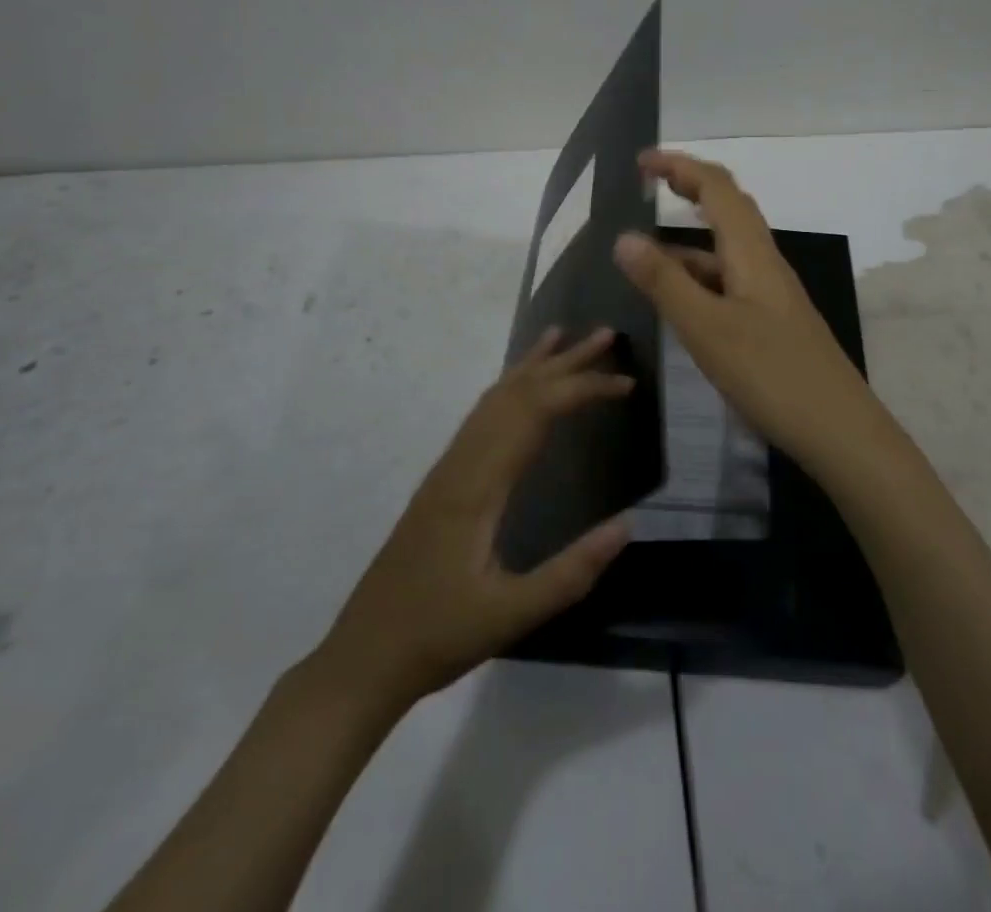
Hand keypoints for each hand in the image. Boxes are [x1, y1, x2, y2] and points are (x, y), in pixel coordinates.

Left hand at [316, 328, 633, 712]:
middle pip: (516, 391)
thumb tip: (627, 525)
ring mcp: (448, 467)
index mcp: (478, 483)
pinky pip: (482, 415)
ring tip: (564, 338)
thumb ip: (570, 573)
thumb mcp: (510, 616)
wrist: (363, 656)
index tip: (626, 382)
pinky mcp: (443, 480)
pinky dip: (510, 387)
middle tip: (606, 335)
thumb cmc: (438, 636)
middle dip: (564, 361)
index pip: (536, 411)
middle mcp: (462, 461)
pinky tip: (520, 389)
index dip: (583, 388)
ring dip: (534, 365)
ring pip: (494, 397)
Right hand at [613, 149, 885, 471]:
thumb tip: (624, 237)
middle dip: (689, 188)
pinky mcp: (773, 322)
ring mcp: (772, 294)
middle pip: (728, 209)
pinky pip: (730, 282)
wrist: (841, 431)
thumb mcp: (707, 329)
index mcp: (751, 253)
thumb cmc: (772, 375)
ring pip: (727, 249)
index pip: (717, 188)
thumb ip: (665, 283)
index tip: (641, 161)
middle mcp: (765, 263)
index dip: (680, 166)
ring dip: (689, 239)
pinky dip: (700, 276)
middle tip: (649, 185)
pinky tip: (681, 302)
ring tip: (645, 253)